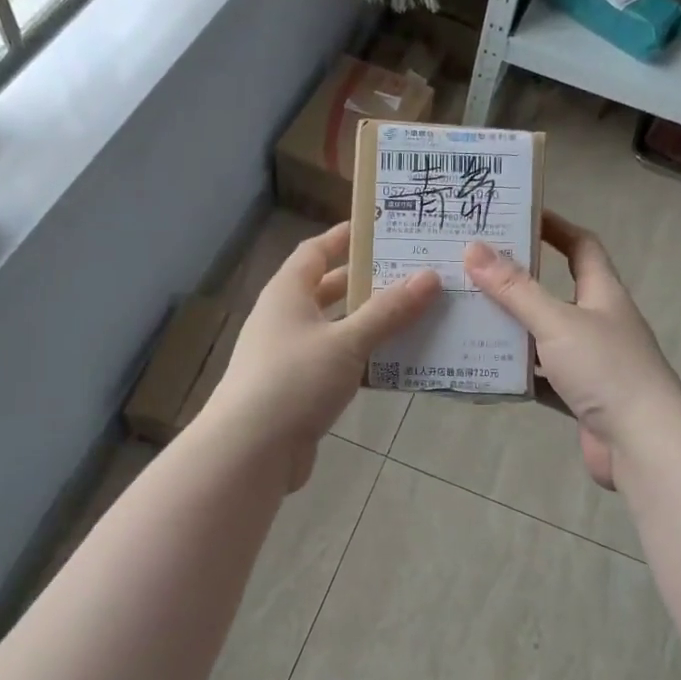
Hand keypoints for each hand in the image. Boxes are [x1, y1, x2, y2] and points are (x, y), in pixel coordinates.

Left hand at [207, 222, 439, 490]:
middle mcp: (285, 318)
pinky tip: (397, 363)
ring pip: (337, 329)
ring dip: (370, 323)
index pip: (316, 251)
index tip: (381, 229)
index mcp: (287, 293)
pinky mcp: (299, 390)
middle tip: (412, 273)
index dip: (345, 237)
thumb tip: (429, 276)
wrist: (251, 450)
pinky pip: (338, 363)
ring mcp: (290, 356)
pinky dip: (364, 359)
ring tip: (416, 314)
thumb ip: (388, 311)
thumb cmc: (295, 380)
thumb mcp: (346, 341)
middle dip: (367, 282)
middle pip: (328, 289)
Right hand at [465, 212, 680, 489]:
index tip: (516, 216)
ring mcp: (590, 362)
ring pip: (544, 337)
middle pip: (556, 292)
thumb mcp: (557, 322)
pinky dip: (517, 374)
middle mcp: (599, 322)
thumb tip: (475, 249)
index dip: (554, 227)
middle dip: (518, 281)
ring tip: (467, 318)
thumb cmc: (606, 370)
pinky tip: (484, 371)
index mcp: (602, 293)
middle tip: (472, 272)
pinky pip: (541, 377)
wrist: (643, 443)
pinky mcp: (581, 397)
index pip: (581, 246)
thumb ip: (516, 289)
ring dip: (512, 330)